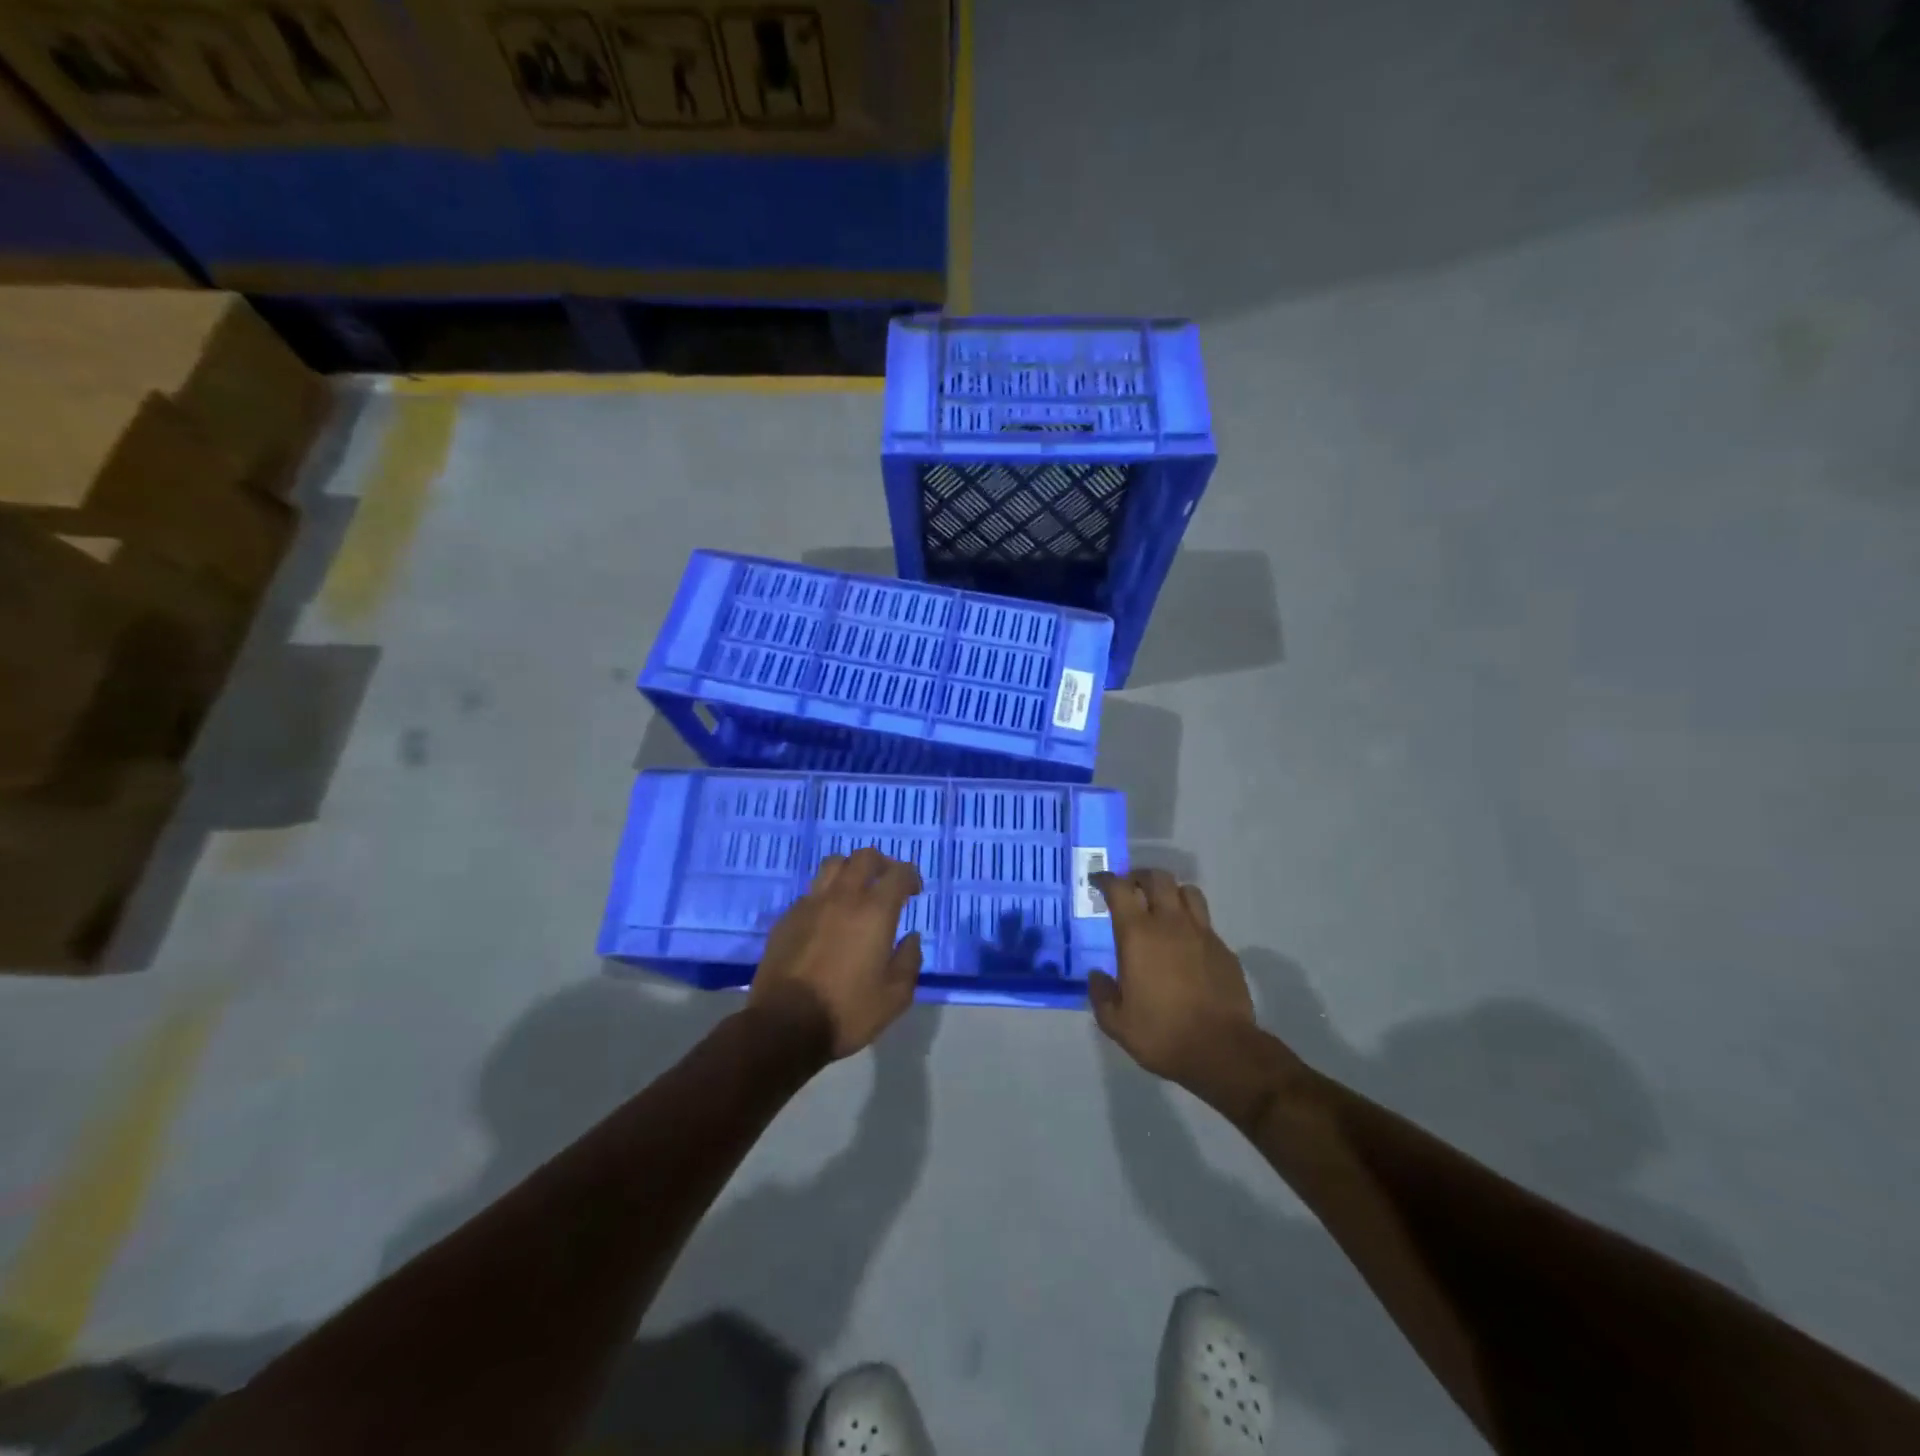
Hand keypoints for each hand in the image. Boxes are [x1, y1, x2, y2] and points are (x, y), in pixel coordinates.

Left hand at [749, 847, 924, 1059]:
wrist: (784, 1026)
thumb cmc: (847, 1011)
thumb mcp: (895, 997)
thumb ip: (909, 961)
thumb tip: (911, 938)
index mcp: (874, 912)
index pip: (898, 873)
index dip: (910, 876)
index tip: (914, 891)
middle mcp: (842, 898)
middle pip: (863, 857)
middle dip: (881, 863)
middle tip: (887, 882)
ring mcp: (810, 905)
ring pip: (832, 866)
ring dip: (850, 870)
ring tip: (856, 891)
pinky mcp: (786, 919)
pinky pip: (811, 893)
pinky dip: (825, 896)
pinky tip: (827, 919)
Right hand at [1088, 869, 1255, 1085]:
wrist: (1222, 1050)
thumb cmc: (1162, 1034)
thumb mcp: (1116, 1023)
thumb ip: (1101, 995)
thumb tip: (1097, 977)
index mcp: (1138, 934)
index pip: (1120, 889)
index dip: (1106, 880)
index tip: (1098, 882)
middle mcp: (1170, 923)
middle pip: (1157, 878)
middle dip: (1140, 877)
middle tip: (1130, 889)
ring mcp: (1202, 933)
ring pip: (1187, 891)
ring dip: (1171, 892)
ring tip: (1162, 906)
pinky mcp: (1224, 949)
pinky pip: (1205, 921)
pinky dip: (1191, 921)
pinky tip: (1186, 942)